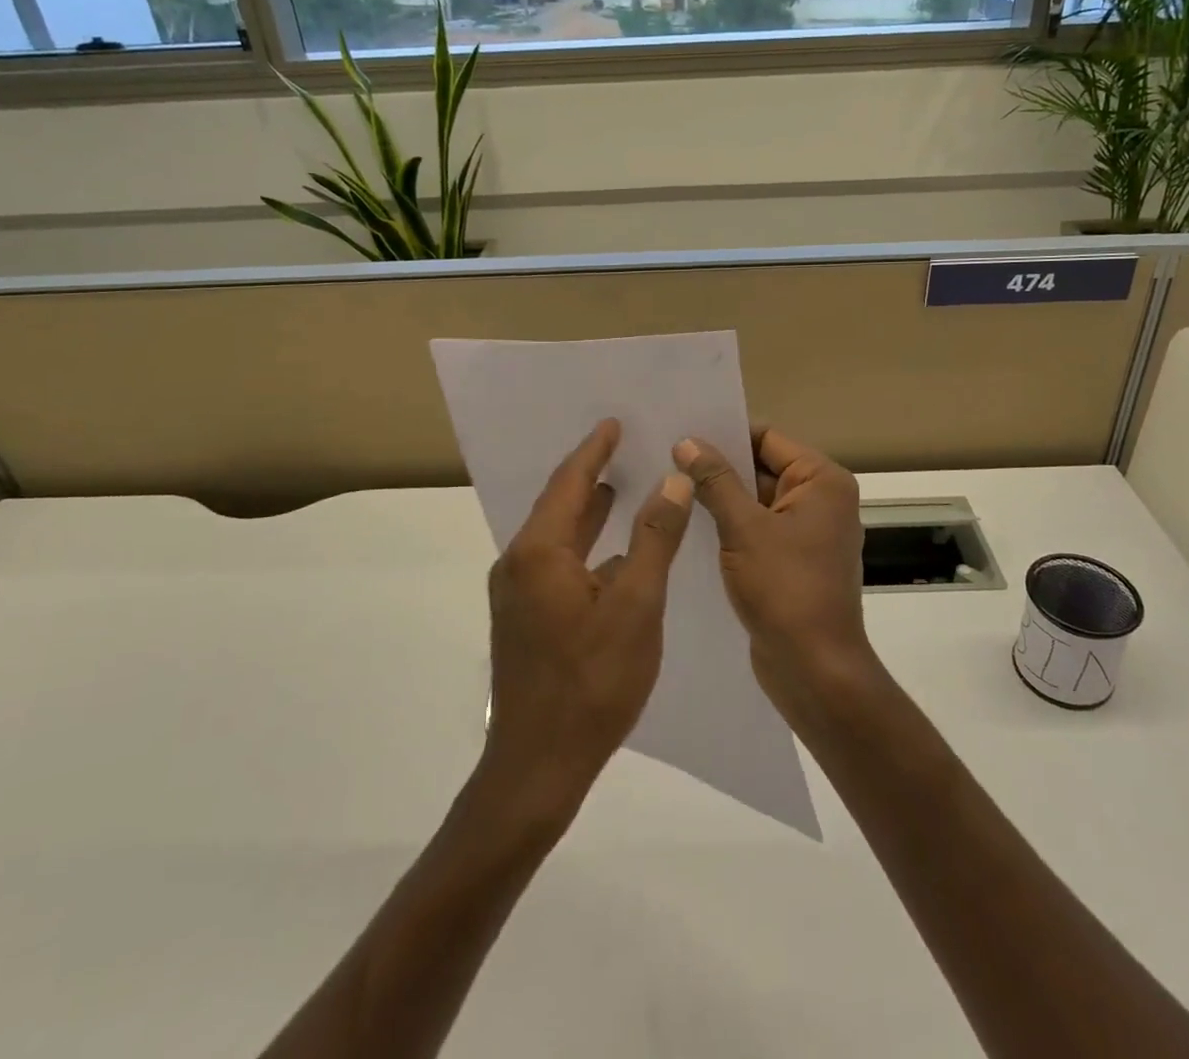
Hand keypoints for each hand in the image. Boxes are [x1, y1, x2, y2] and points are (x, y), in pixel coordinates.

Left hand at [484, 419, 693, 818]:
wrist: (537, 766)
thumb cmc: (592, 682)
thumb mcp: (636, 605)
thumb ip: (653, 538)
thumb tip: (672, 480)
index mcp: (539, 551)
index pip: (569, 481)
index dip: (593, 450)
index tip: (614, 422)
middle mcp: (518, 563)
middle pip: (558, 504)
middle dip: (590, 475)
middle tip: (623, 447)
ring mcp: (516, 594)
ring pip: (556, 537)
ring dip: (587, 511)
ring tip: (620, 488)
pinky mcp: (523, 619)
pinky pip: (555, 563)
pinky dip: (583, 546)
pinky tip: (612, 554)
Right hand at [674, 428, 873, 719]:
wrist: (814, 670)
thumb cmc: (785, 589)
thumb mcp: (744, 528)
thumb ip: (715, 480)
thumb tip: (687, 441)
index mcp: (822, 481)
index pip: (768, 438)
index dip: (725, 433)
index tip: (681, 432)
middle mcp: (821, 499)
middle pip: (762, 467)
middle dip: (718, 466)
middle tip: (665, 458)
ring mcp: (808, 532)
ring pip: (757, 500)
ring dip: (721, 496)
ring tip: (669, 487)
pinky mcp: (792, 561)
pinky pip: (758, 529)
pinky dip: (730, 525)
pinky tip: (690, 525)